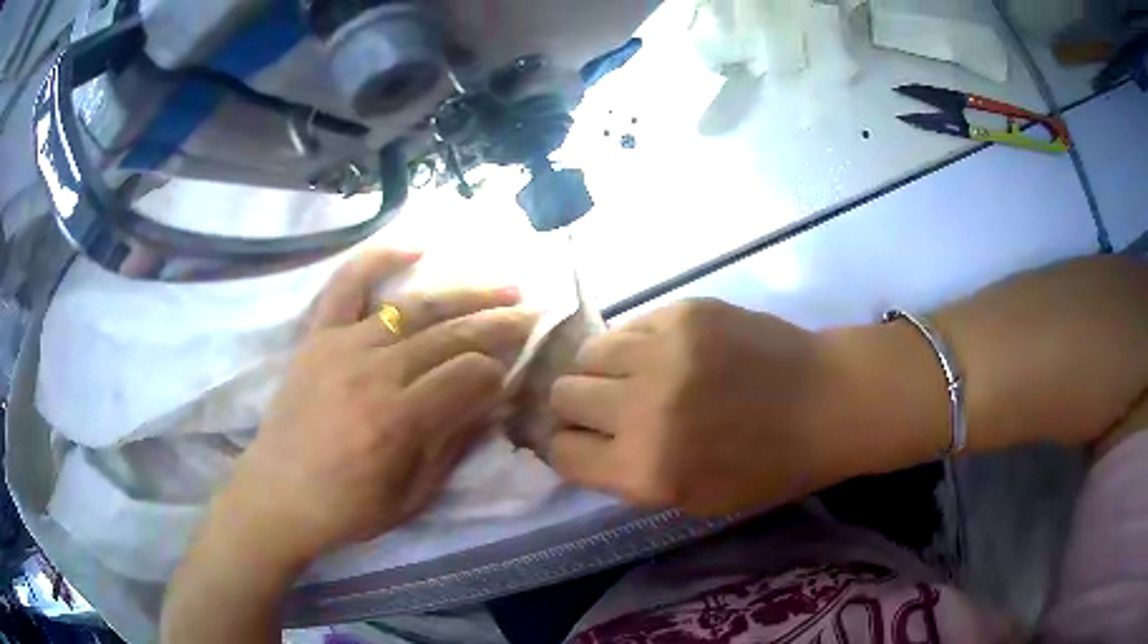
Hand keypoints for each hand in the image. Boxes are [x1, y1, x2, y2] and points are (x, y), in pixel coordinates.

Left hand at [220, 249, 533, 564]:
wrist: (276, 496)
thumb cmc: (347, 509)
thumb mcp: (412, 496)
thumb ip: (454, 444)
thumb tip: (494, 401)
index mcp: (397, 421)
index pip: (469, 376)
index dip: (500, 373)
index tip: (512, 376)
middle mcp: (372, 373)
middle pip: (450, 334)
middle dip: (499, 323)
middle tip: (532, 313)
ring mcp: (340, 346)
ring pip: (413, 306)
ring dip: (464, 292)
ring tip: (502, 285)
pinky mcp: (317, 336)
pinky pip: (347, 284)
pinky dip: (380, 258)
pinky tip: (417, 248)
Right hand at [548, 300, 851, 517]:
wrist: (825, 401)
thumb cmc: (767, 465)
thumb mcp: (694, 499)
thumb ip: (629, 475)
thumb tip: (582, 443)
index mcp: (645, 471)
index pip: (561, 452)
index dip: (566, 446)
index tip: (581, 440)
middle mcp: (642, 411)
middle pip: (563, 396)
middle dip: (578, 407)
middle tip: (608, 407)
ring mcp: (662, 353)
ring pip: (587, 354)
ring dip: (602, 370)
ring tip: (634, 375)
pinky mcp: (683, 313)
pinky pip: (628, 326)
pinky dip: (635, 344)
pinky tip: (665, 353)